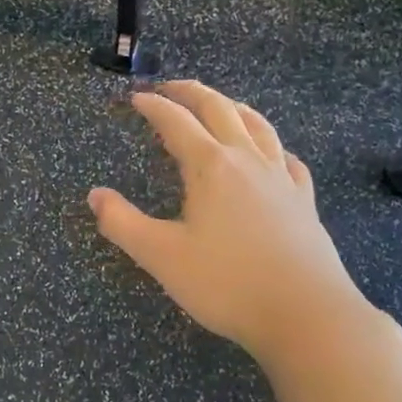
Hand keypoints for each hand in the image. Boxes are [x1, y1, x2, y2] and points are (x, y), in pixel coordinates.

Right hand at [88, 81, 379, 369]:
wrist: (307, 314)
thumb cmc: (227, 283)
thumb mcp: (161, 256)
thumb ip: (122, 223)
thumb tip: (95, 195)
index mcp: (211, 167)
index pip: (176, 122)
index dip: (154, 106)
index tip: (136, 98)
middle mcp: (247, 160)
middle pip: (220, 109)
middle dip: (192, 92)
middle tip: (170, 87)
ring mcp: (281, 178)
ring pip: (258, 125)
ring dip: (233, 107)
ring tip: (219, 104)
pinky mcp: (303, 200)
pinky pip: (287, 158)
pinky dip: (271, 145)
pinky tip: (272, 154)